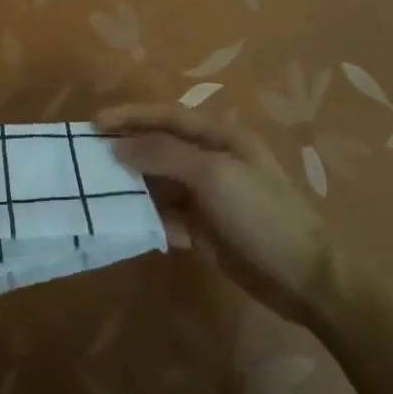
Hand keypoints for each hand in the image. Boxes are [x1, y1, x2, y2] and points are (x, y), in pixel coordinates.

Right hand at [98, 104, 332, 325]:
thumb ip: (164, 155)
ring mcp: (208, 196)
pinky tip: (128, 225)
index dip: (132, 116)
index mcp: (221, 137)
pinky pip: (167, 216)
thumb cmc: (261, 213)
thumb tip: (118, 146)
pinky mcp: (205, 229)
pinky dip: (149, 218)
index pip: (168, 117)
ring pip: (160, 183)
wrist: (304, 277)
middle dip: (127, 150)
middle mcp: (212, 160)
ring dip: (133, 186)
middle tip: (88, 158)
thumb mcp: (213, 175)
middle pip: (161, 148)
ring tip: (99, 192)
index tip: (95, 123)